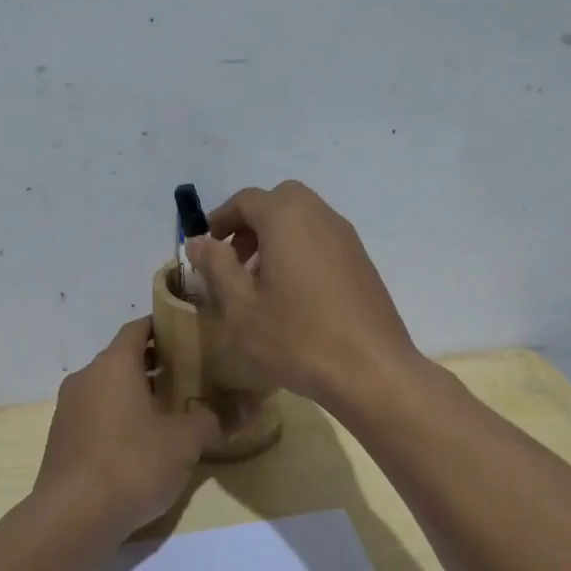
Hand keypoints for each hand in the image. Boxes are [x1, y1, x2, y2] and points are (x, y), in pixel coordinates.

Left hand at [33, 319, 221, 541]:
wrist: (72, 518)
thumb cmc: (132, 464)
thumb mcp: (184, 442)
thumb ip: (215, 419)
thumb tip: (250, 408)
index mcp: (113, 365)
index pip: (139, 328)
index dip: (165, 326)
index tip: (192, 334)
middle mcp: (86, 377)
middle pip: (124, 358)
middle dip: (157, 363)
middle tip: (192, 374)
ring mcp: (69, 408)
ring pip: (109, 387)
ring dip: (137, 392)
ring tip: (173, 409)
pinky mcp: (62, 438)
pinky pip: (96, 413)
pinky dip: (119, 415)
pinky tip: (143, 441)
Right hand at [186, 180, 421, 411]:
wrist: (372, 370)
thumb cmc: (297, 337)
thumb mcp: (241, 306)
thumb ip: (216, 266)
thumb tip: (198, 240)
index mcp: (287, 217)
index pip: (245, 200)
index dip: (219, 220)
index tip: (204, 249)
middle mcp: (320, 216)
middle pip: (279, 202)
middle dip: (251, 225)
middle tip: (234, 261)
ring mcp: (347, 238)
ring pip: (303, 221)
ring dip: (276, 239)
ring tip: (261, 284)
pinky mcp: (362, 263)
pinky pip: (322, 241)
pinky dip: (300, 252)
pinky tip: (294, 297)